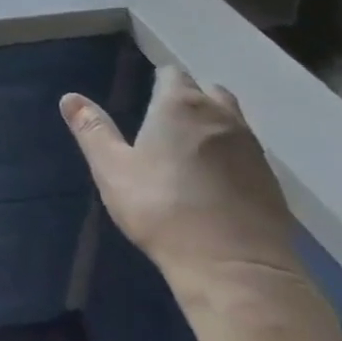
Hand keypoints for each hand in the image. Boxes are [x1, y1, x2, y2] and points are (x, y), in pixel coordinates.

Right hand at [61, 66, 298, 297]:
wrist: (234, 267)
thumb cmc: (162, 209)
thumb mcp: (112, 169)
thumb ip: (92, 130)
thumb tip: (69, 98)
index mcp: (179, 105)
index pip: (172, 73)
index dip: (159, 80)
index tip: (147, 94)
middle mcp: (221, 116)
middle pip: (209, 90)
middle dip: (190, 97)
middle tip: (167, 120)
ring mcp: (252, 148)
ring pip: (232, 120)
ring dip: (214, 124)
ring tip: (192, 149)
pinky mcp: (272, 181)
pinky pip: (248, 152)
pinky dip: (232, 155)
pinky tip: (217, 180)